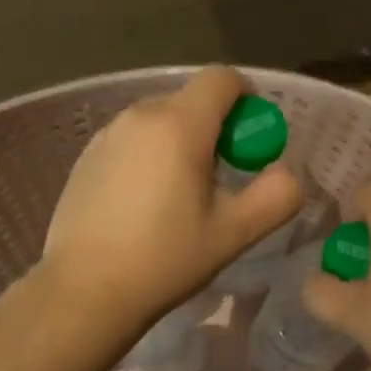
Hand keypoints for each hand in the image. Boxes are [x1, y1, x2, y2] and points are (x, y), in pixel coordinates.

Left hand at [40, 67, 302, 338]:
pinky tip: (143, 203)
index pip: (222, 78)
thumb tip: (286, 172)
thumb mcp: (234, 233)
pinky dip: (149, 154)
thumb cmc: (164, 259)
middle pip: (191, 99)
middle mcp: (140, 115)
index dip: (246, 98)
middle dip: (215, 126)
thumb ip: (276, 196)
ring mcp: (107, 133)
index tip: (251, 138)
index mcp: (180, 124)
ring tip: (180, 194)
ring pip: (160, 119)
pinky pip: (132, 139)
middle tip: (222, 176)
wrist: (84, 291)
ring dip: (181, 140)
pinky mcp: (86, 155)